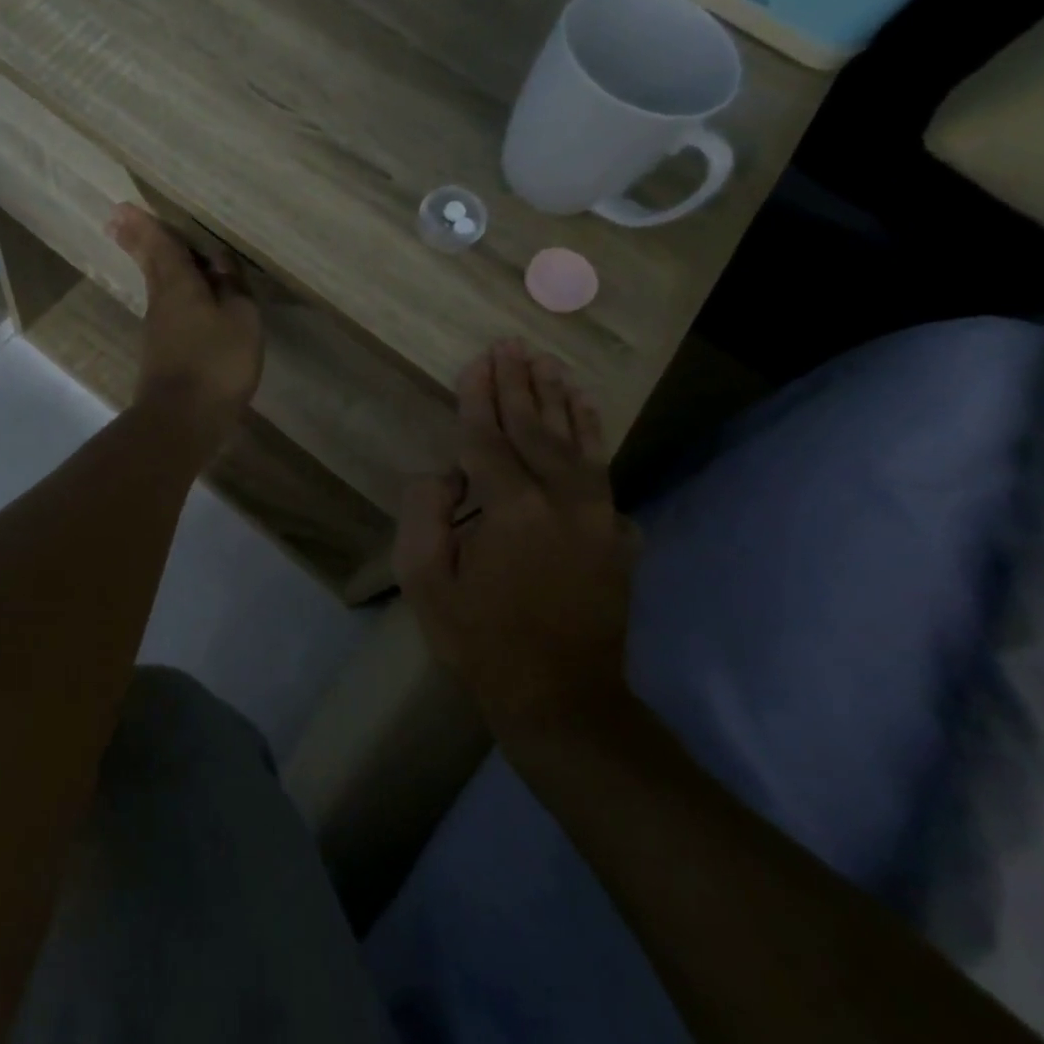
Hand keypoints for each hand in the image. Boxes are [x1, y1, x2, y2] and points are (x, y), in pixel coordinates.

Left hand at [106, 204, 262, 450]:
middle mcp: (162, 303)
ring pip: (159, 288)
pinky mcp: (163, 355)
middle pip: (151, 265)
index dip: (145, 226)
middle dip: (137, 242)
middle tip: (118, 222)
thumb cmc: (216, 363)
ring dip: (155, 267)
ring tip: (156, 252)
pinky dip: (173, 297)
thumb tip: (219, 261)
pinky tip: (186, 303)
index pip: (161, 246)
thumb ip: (232, 288)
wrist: (182, 421)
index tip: (121, 209)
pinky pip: (170, 312)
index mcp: (179, 285)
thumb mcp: (240, 320)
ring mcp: (159, 331)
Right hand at [394, 339, 638, 734]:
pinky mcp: (618, 534)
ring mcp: (599, 515)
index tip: (477, 360)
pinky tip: (586, 411)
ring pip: (576, 440)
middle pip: (534, 427)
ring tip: (547, 362)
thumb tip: (445, 474)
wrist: (564, 700)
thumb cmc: (482, 642)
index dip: (479, 396)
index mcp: (512, 508)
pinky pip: (603, 469)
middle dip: (519, 383)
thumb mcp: (425, 583)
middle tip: (511, 344)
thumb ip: (424, 514)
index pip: (488, 437)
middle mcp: (562, 499)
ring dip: (558, 398)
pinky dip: (593, 434)